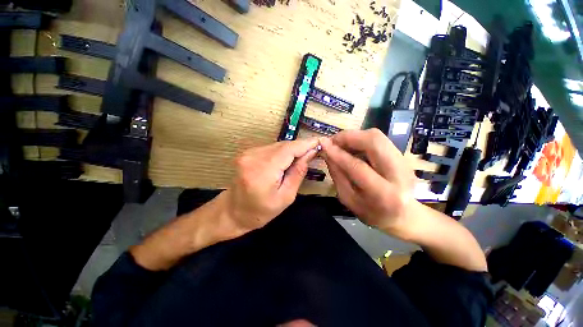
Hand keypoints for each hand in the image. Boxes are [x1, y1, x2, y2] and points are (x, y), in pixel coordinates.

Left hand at [222, 138, 319, 233]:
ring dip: (291, 150)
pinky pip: (271, 148)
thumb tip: (310, 154)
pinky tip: (287, 160)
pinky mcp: (248, 152)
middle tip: (314, 151)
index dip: (305, 144)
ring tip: (302, 157)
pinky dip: (282, 152)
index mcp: (263, 170)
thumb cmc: (261, 211)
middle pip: (283, 145)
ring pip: (278, 145)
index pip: (289, 149)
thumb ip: (298, 173)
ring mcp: (248, 153)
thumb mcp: (286, 197)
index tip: (319, 141)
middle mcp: (254, 156)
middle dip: (300, 147)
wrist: (233, 212)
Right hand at [320, 129, 416, 234]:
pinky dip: (361, 140)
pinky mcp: (402, 155)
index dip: (338, 153)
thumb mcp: (348, 198)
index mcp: (384, 194)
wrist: (403, 215)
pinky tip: (352, 148)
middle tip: (333, 141)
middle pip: (374, 141)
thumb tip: (327, 153)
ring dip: (354, 137)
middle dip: (349, 137)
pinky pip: (378, 140)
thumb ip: (337, 175)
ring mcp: (404, 161)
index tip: (323, 144)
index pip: (358, 166)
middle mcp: (399, 173)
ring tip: (341, 145)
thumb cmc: (371, 213)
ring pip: (377, 136)